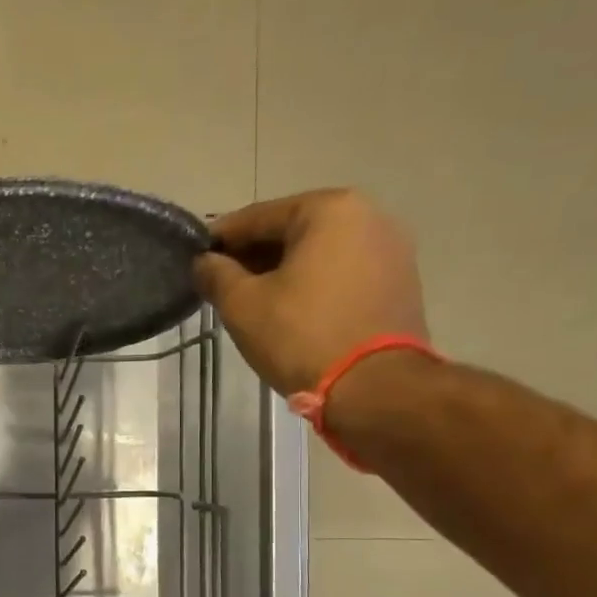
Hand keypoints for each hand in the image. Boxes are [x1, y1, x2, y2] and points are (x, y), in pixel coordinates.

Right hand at [193, 188, 428, 395]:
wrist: (374, 387)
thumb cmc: (301, 336)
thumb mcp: (242, 305)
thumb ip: (216, 274)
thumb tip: (203, 262)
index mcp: (329, 209)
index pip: (257, 217)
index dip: (219, 240)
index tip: (195, 261)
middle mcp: (368, 216)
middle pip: (291, 230)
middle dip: (253, 256)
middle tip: (221, 285)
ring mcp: (391, 248)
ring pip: (318, 252)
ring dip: (282, 271)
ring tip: (253, 301)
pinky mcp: (400, 281)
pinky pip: (341, 271)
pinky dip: (312, 284)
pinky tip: (290, 311)